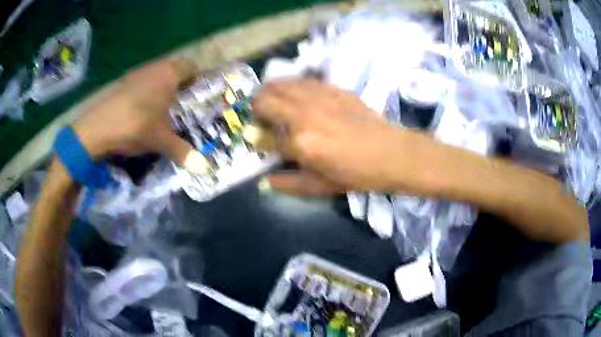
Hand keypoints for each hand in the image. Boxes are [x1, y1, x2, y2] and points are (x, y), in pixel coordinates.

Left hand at [72, 58, 204, 171]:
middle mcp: (155, 67)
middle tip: (183, 106)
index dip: (198, 79)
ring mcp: (137, 73)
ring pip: (157, 76)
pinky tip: (143, 111)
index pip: (192, 66)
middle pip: (175, 70)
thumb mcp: (160, 140)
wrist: (96, 128)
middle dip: (181, 86)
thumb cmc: (135, 126)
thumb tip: (203, 168)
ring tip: (163, 111)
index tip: (199, 96)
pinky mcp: (124, 82)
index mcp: (169, 74)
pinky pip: (143, 82)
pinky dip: (147, 93)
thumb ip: (182, 151)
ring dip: (163, 89)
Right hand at [253, 79, 408, 195]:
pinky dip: (291, 86)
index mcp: (299, 142)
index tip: (262, 141)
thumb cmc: (354, 173)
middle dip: (255, 108)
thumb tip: (265, 180)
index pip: (265, 137)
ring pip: (280, 83)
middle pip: (264, 99)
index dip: (260, 140)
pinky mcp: (331, 88)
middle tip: (262, 118)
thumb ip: (286, 183)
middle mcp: (303, 113)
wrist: (388, 151)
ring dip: (270, 93)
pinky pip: (301, 80)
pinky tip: (297, 97)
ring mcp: (317, 97)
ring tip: (275, 103)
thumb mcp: (318, 187)